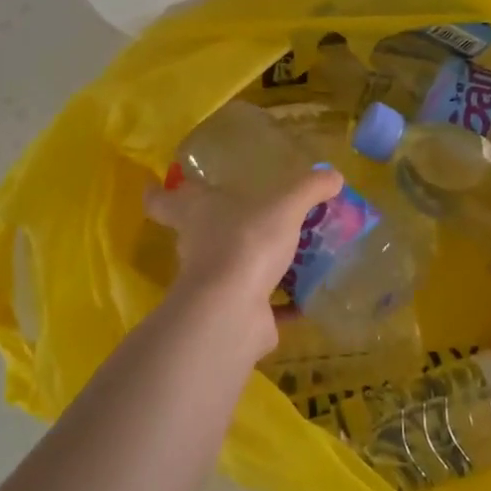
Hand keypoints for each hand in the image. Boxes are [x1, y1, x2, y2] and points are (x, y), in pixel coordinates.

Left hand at [145, 168, 344, 359]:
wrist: (233, 310)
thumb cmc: (246, 241)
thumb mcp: (284, 205)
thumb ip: (308, 188)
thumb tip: (333, 175)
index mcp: (195, 214)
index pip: (163, 200)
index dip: (159, 192)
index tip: (157, 185)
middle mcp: (196, 247)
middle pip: (198, 233)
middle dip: (219, 227)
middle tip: (249, 216)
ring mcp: (213, 285)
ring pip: (232, 269)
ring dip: (256, 265)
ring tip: (292, 254)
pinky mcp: (234, 314)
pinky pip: (262, 305)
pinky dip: (282, 303)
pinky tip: (309, 298)